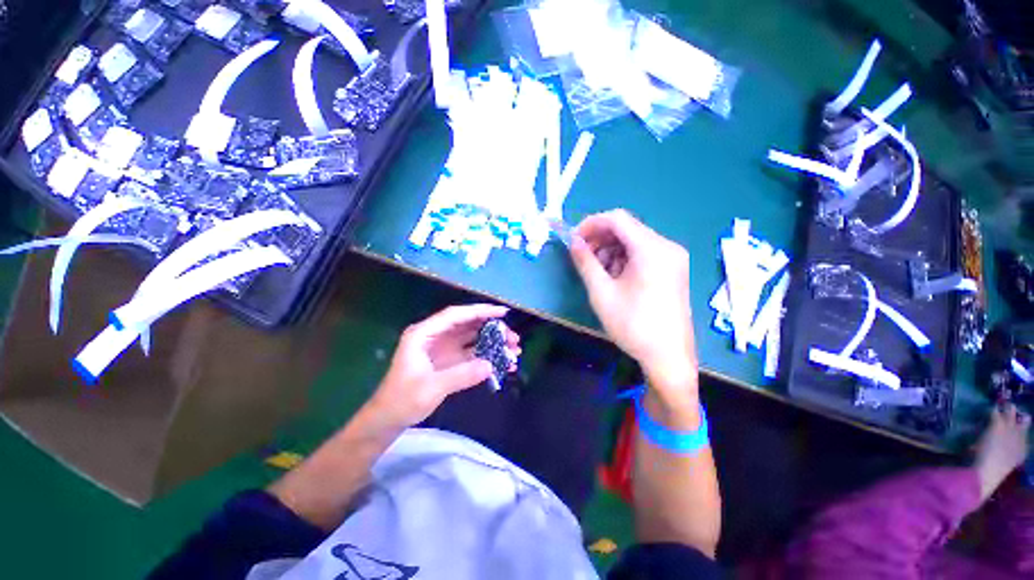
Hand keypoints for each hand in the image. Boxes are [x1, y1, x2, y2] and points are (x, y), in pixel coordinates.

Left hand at [368, 304, 520, 427]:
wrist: (389, 419)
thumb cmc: (402, 400)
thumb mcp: (431, 387)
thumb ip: (461, 375)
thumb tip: (490, 365)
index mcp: (424, 334)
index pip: (455, 316)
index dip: (480, 311)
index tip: (502, 313)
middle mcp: (436, 336)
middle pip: (468, 325)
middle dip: (492, 329)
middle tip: (513, 337)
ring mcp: (444, 348)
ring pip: (473, 338)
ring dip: (493, 342)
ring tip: (514, 349)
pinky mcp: (450, 361)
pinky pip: (472, 353)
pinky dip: (487, 356)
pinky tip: (502, 362)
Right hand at [570, 210, 696, 401]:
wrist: (668, 356)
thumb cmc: (633, 325)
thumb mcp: (601, 292)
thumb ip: (585, 262)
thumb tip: (573, 241)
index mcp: (651, 249)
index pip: (616, 219)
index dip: (591, 224)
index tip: (573, 239)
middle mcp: (666, 246)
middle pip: (626, 229)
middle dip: (600, 238)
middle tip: (581, 256)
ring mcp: (672, 258)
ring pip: (633, 241)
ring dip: (610, 250)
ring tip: (596, 271)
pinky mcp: (672, 269)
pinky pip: (643, 253)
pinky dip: (623, 259)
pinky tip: (613, 276)